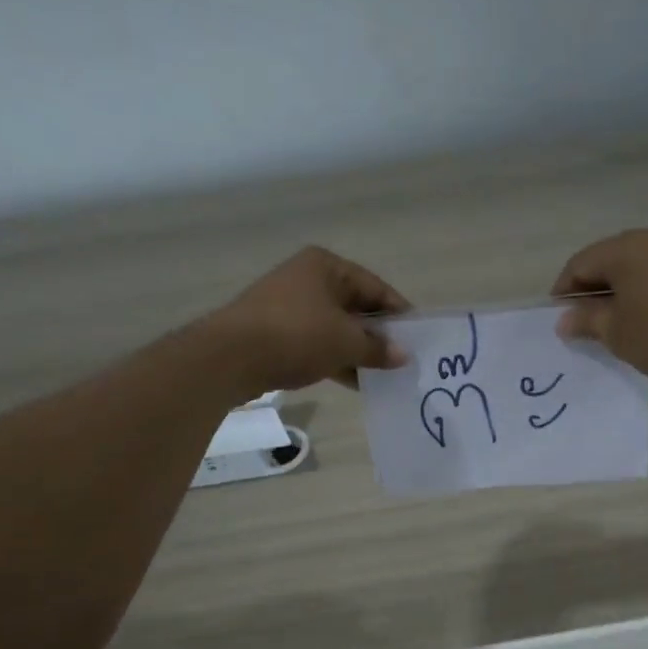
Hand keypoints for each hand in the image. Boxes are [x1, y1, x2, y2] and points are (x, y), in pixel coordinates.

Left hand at [204, 246, 410, 396]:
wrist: (229, 357)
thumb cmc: (296, 335)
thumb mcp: (345, 342)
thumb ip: (377, 348)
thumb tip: (403, 356)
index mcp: (326, 266)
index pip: (375, 287)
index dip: (399, 312)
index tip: (418, 337)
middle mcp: (307, 280)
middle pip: (355, 306)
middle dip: (378, 334)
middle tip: (402, 359)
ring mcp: (289, 307)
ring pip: (335, 328)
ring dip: (358, 351)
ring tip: (383, 374)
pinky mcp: (276, 333)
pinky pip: (316, 343)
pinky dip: (336, 359)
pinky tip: (355, 381)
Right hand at [552, 228, 647, 387]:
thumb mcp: (619, 334)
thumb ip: (587, 321)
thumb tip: (565, 319)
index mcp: (625, 249)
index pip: (579, 264)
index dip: (564, 292)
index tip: (561, 320)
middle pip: (607, 259)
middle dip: (591, 290)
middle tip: (585, 324)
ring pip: (634, 265)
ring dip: (618, 290)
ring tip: (615, 324)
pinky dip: (642, 290)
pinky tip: (645, 317)